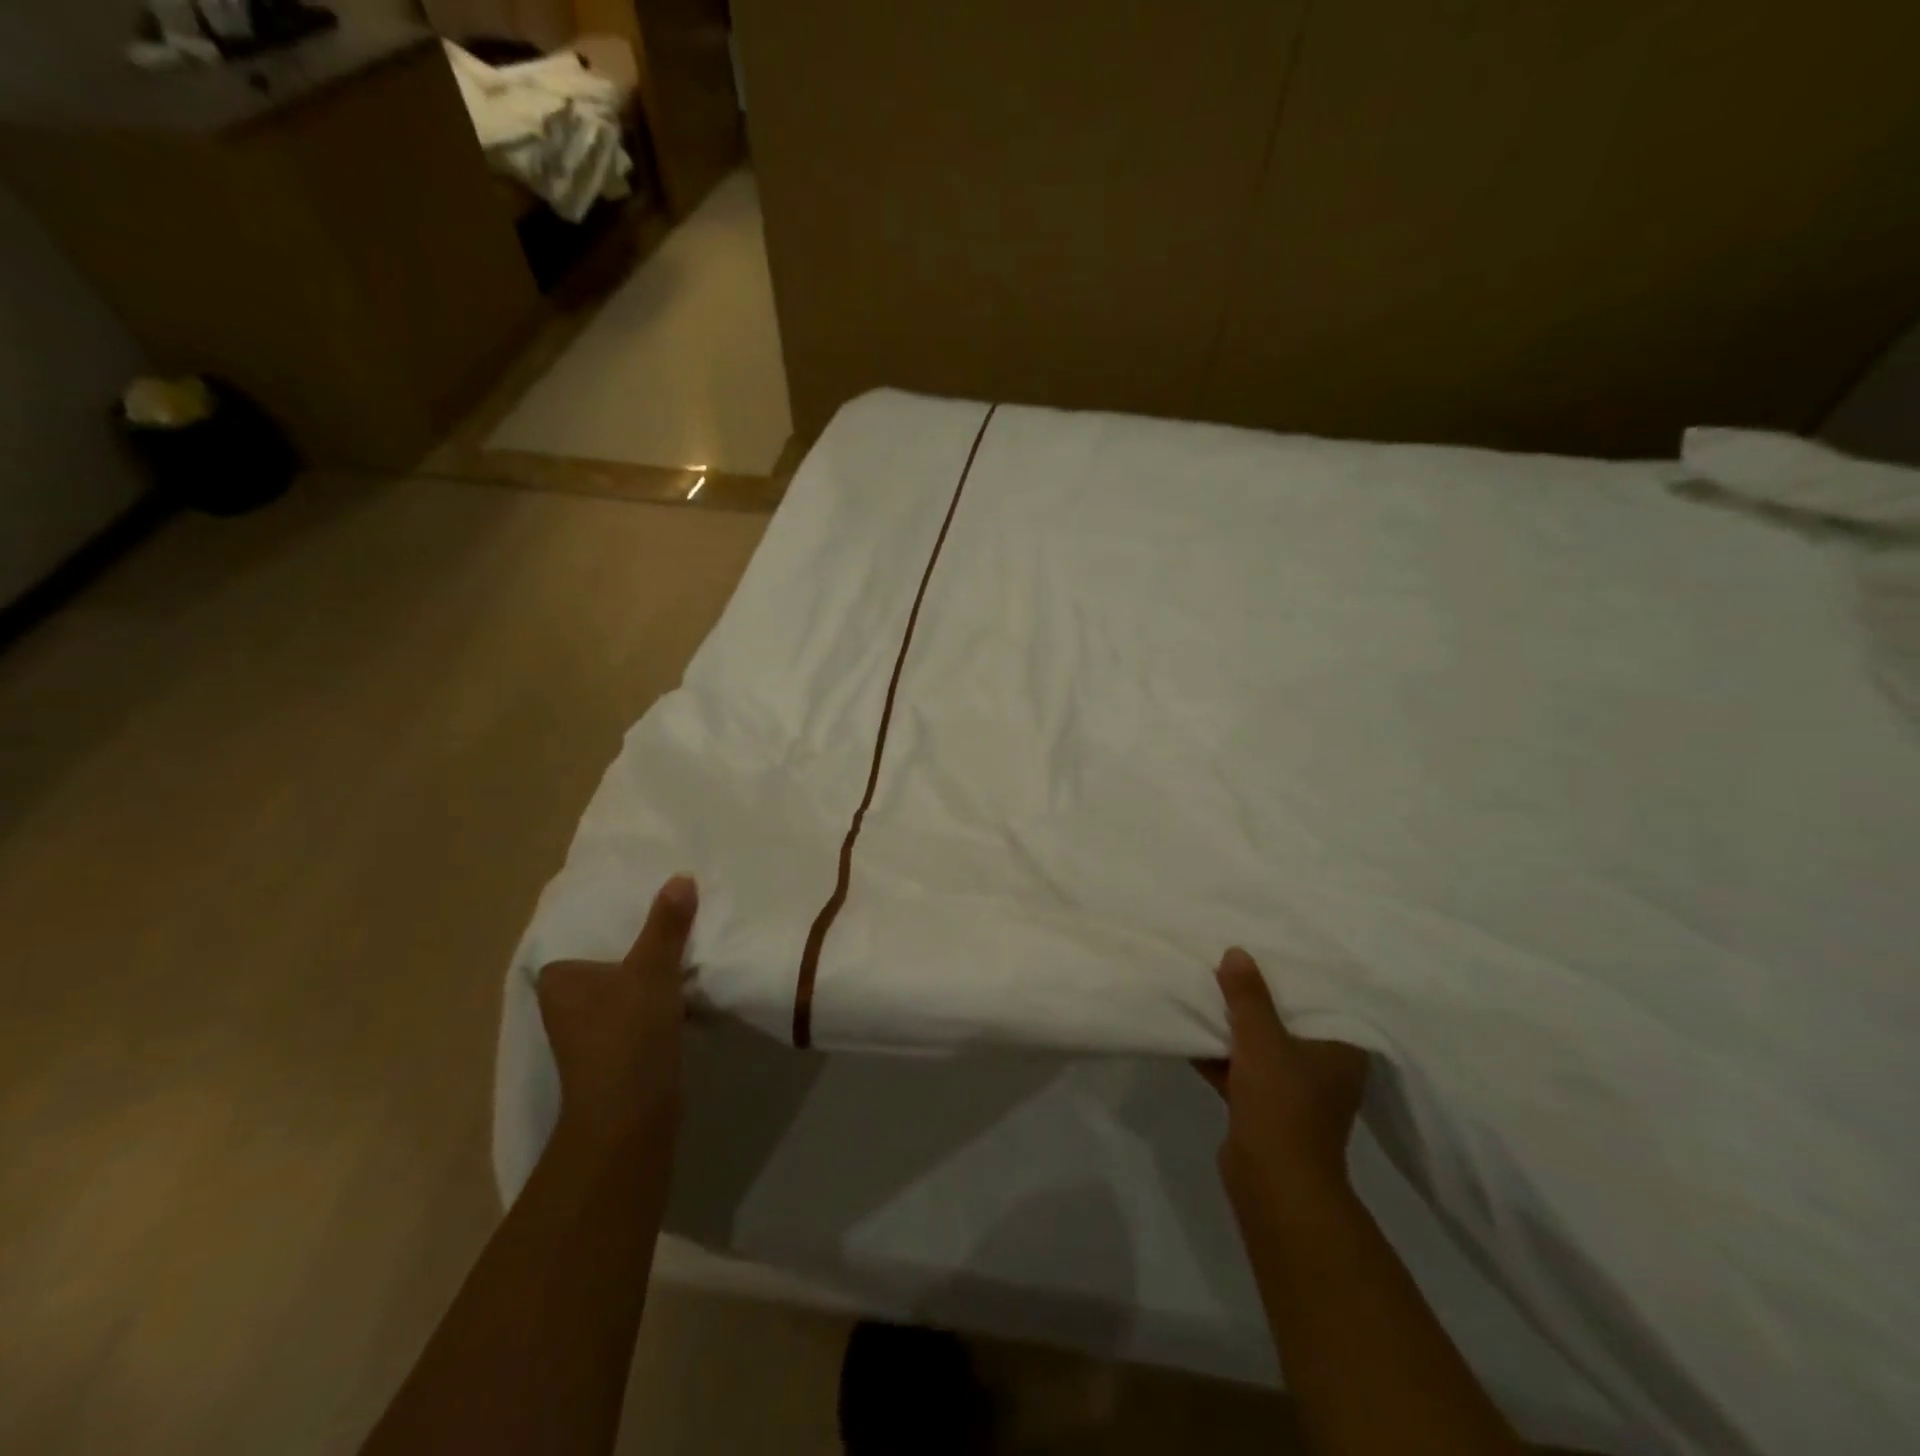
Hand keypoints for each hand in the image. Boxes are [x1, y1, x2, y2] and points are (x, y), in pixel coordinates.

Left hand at [537, 875, 697, 1150]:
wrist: (630, 1117)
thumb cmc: (627, 1035)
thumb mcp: (652, 971)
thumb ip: (666, 925)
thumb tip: (682, 877)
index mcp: (559, 980)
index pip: (585, 936)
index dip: (617, 921)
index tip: (650, 905)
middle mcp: (565, 1005)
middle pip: (609, 962)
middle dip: (639, 948)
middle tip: (677, 920)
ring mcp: (588, 1033)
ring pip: (625, 988)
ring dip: (651, 977)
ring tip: (688, 948)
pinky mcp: (614, 1053)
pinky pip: (638, 1012)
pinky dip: (658, 1003)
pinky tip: (686, 991)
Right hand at [1201, 946, 1368, 1216]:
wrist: (1273, 1183)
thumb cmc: (1282, 1104)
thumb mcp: (1261, 1039)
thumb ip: (1248, 996)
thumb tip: (1237, 953)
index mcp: (1341, 1051)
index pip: (1323, 1001)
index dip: (1296, 977)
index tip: (1270, 950)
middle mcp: (1324, 1069)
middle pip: (1288, 1022)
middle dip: (1258, 999)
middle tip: (1231, 963)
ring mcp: (1294, 1092)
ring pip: (1261, 1046)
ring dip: (1235, 1026)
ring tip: (1206, 989)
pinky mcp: (1265, 1109)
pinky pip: (1242, 1069)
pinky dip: (1221, 1053)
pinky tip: (1191, 1029)